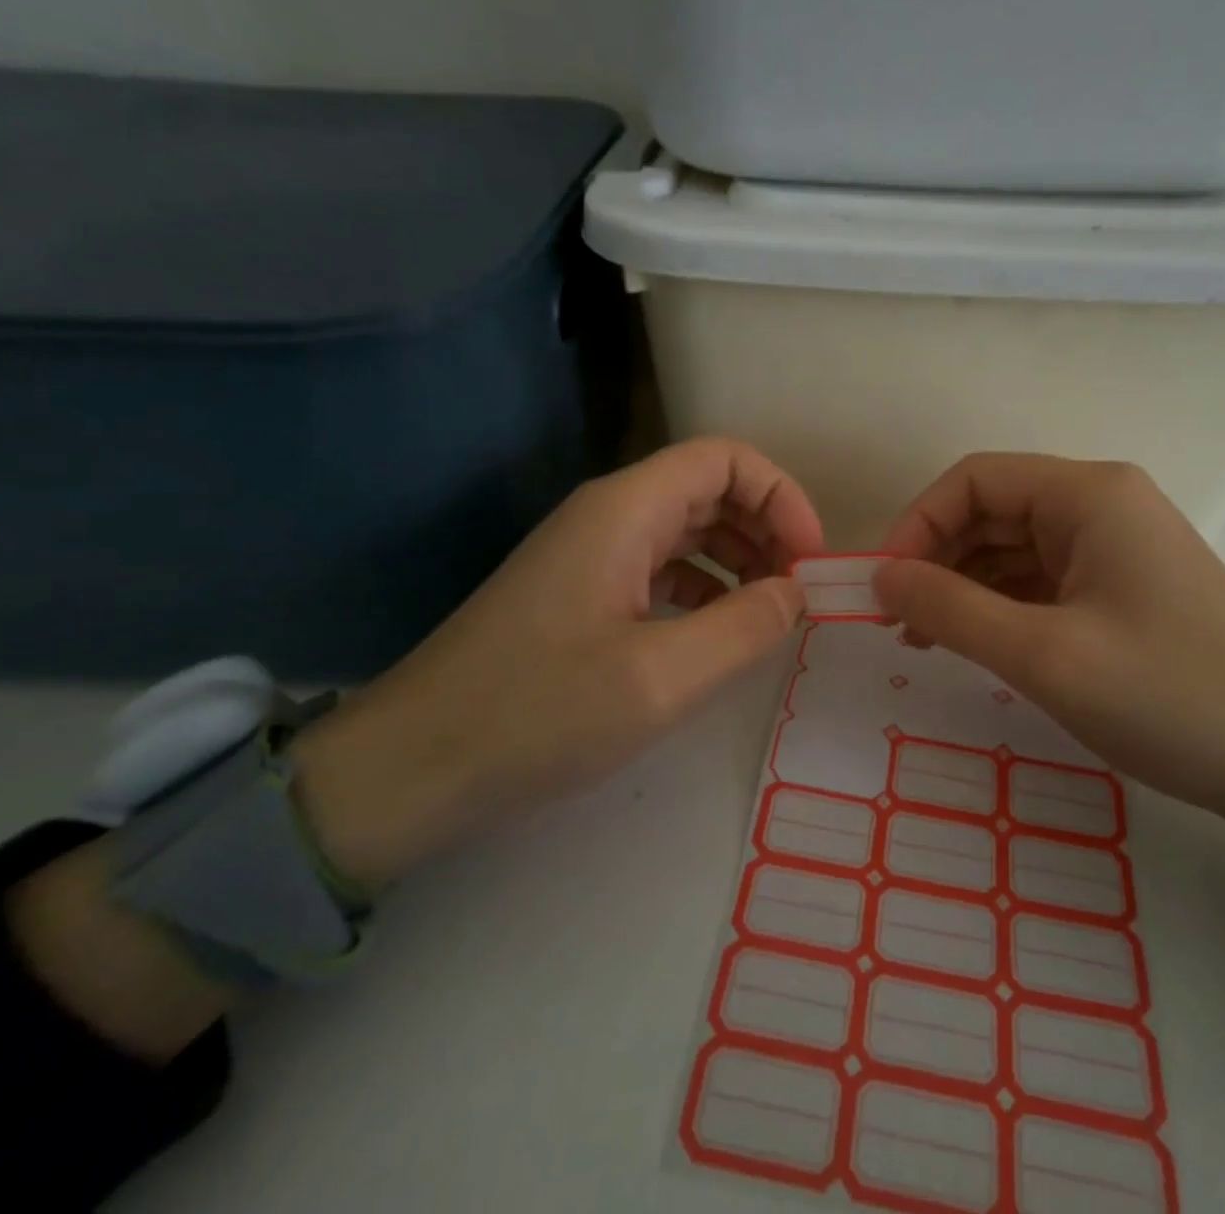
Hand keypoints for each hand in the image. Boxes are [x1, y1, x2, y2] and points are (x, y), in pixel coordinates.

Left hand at [295, 438, 824, 887]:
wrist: (414, 766)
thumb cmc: (537, 713)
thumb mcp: (660, 678)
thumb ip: (744, 627)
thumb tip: (797, 592)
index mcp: (625, 510)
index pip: (725, 459)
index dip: (781, 496)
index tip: (810, 559)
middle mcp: (607, 515)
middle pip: (708, 489)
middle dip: (765, 529)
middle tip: (800, 591)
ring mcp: (589, 554)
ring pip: (685, 529)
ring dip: (737, 559)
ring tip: (771, 612)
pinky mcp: (579, 593)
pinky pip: (658, 568)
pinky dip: (702, 588)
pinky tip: (717, 632)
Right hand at [875, 454, 1224, 888]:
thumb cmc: (1168, 698)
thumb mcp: (1043, 655)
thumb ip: (949, 609)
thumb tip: (879, 577)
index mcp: (1089, 494)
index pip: (975, 479)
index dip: (918, 523)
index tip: (884, 585)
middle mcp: (1102, 504)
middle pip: (992, 510)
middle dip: (936, 558)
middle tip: (896, 620)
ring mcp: (1115, 546)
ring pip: (1012, 547)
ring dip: (962, 585)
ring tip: (923, 640)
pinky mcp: (1121, 587)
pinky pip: (1040, 580)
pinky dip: (998, 605)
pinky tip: (972, 642)